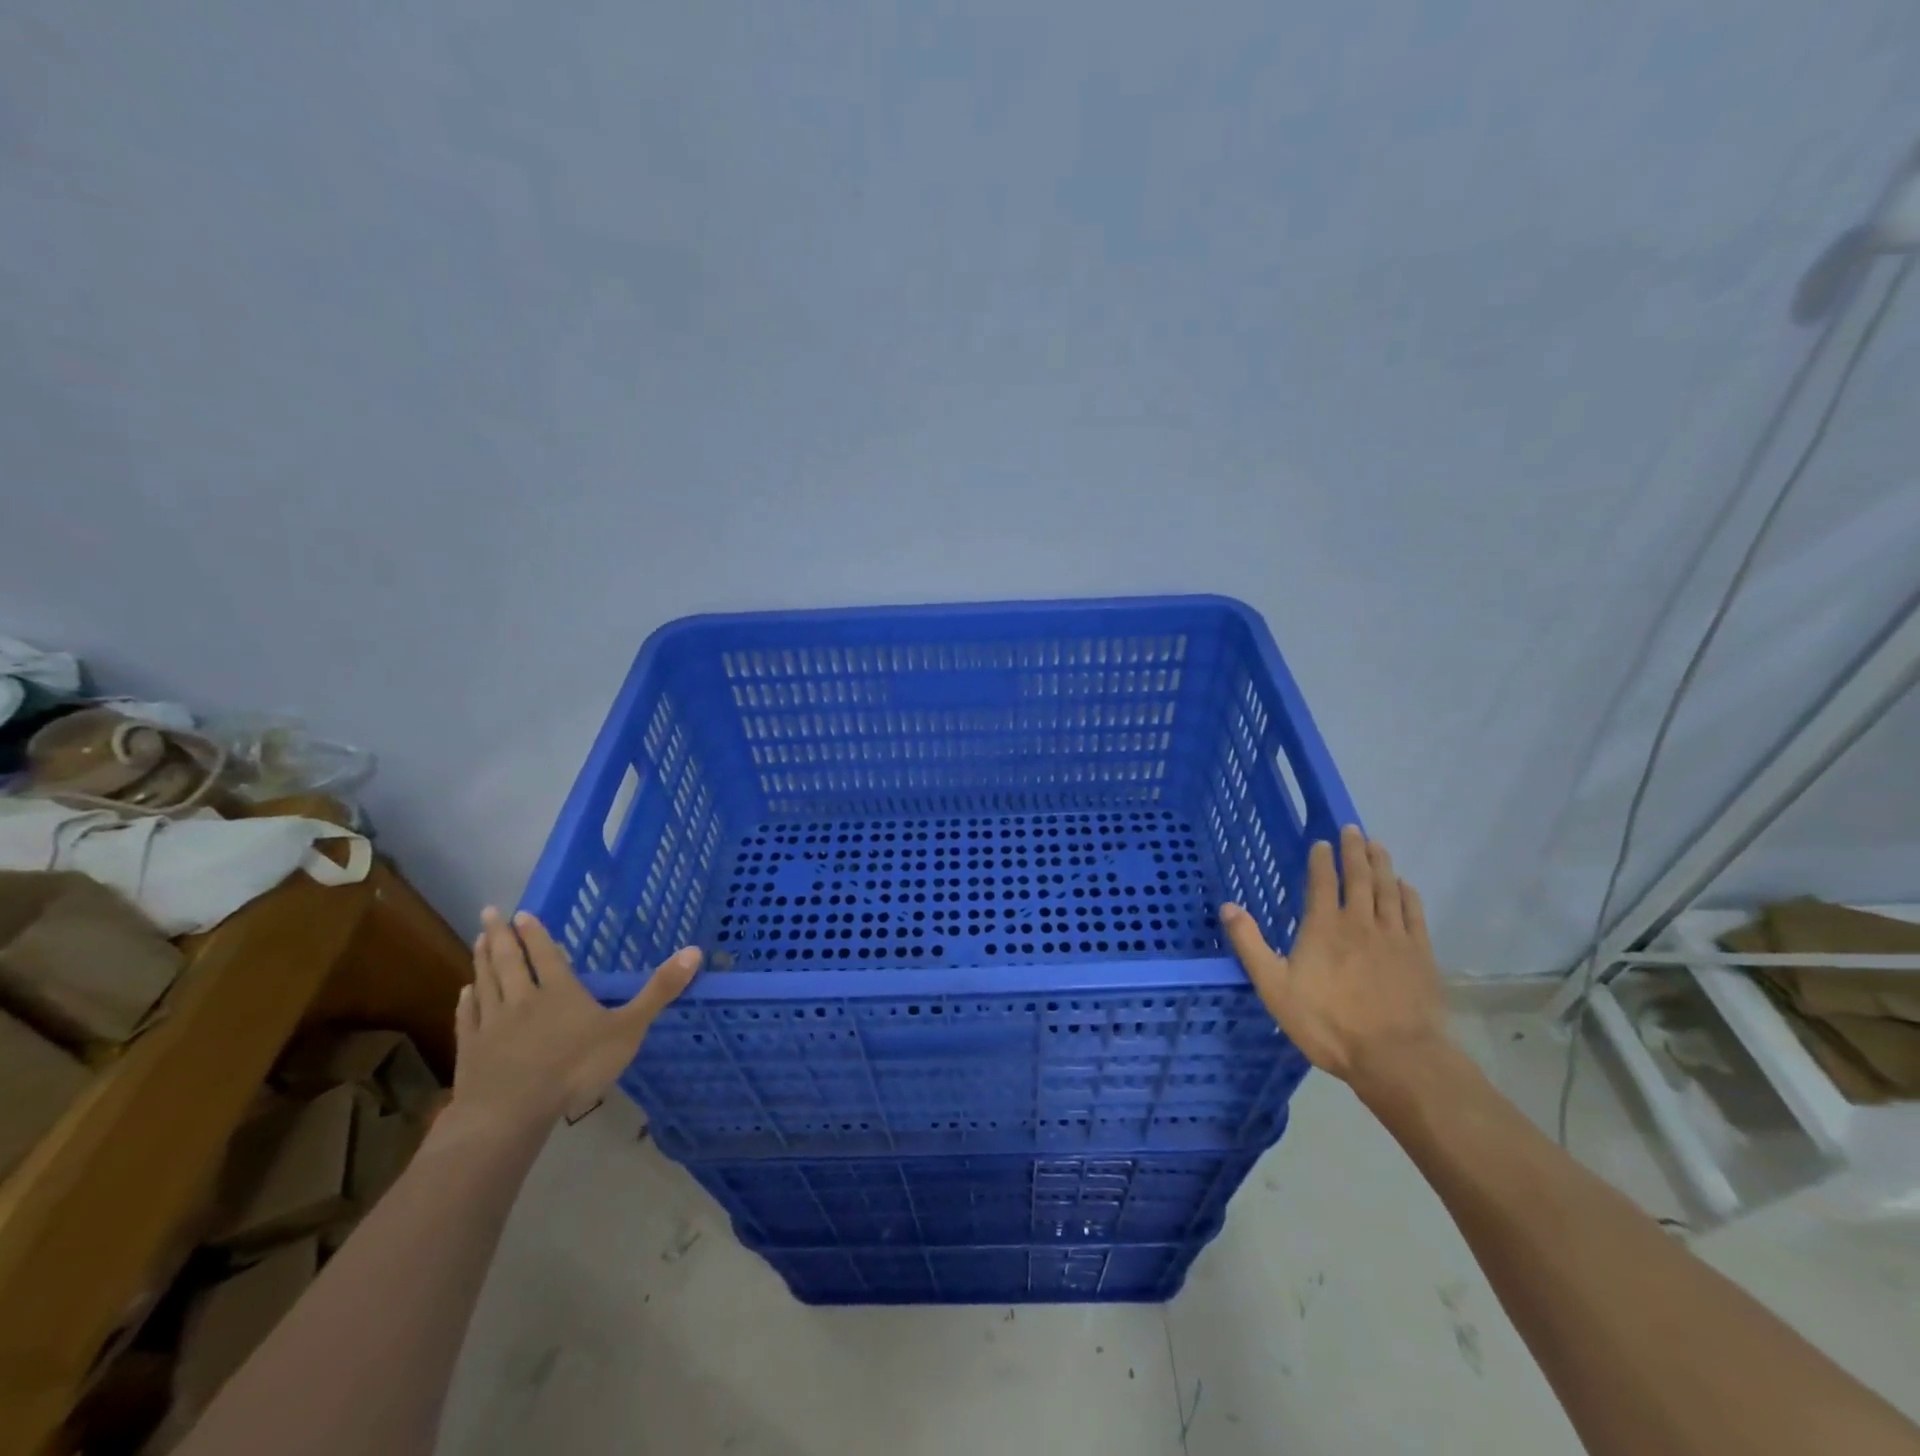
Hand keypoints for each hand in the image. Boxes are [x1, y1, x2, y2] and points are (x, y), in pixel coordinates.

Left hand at [450, 907, 701, 1140]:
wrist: (510, 1113)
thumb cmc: (575, 1068)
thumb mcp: (628, 1029)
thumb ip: (658, 991)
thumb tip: (693, 950)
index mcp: (559, 991)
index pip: (546, 954)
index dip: (536, 933)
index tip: (522, 913)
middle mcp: (523, 999)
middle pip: (509, 961)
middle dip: (501, 936)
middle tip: (489, 913)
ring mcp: (492, 1024)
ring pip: (486, 983)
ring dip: (482, 960)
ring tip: (479, 940)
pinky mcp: (472, 1050)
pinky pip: (469, 1017)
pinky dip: (467, 1001)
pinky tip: (465, 992)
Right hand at [1220, 825, 1446, 1092]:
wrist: (1396, 1057)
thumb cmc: (1328, 1024)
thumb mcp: (1274, 987)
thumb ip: (1250, 945)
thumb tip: (1227, 906)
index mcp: (1323, 926)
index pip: (1322, 881)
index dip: (1321, 859)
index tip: (1322, 842)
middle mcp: (1359, 921)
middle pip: (1358, 876)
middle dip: (1354, 851)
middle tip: (1353, 829)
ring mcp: (1394, 936)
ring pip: (1387, 888)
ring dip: (1381, 864)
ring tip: (1377, 845)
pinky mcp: (1420, 954)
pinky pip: (1413, 913)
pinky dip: (1407, 894)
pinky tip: (1405, 885)